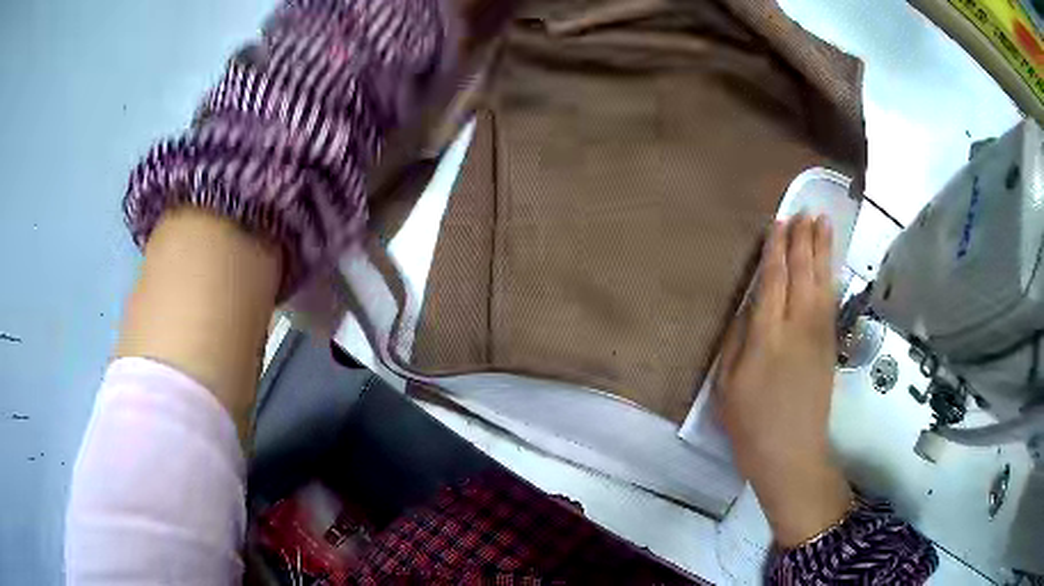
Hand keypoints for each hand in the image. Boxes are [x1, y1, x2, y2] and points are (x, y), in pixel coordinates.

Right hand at [715, 215, 851, 546]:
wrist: (792, 455)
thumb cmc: (751, 425)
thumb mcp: (728, 386)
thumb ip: (737, 341)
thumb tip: (749, 308)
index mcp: (767, 337)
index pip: (774, 281)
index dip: (777, 250)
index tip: (779, 223)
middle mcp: (798, 328)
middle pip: (803, 274)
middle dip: (804, 240)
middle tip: (806, 211)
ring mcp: (819, 336)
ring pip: (823, 282)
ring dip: (823, 251)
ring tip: (824, 223)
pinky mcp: (830, 347)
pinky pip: (831, 302)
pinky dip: (831, 277)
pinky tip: (830, 265)